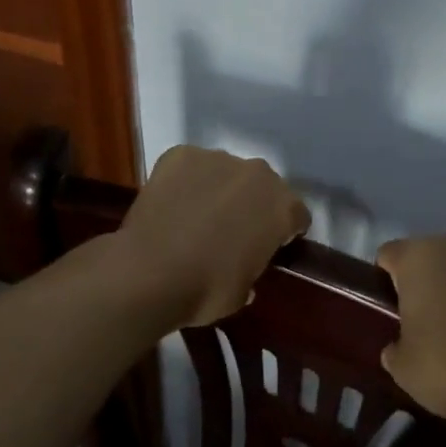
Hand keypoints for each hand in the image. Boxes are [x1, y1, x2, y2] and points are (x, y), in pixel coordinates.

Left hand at [117, 146, 310, 326]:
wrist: (148, 274)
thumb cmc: (206, 289)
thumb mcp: (243, 292)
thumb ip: (252, 270)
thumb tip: (243, 269)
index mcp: (282, 207)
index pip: (296, 215)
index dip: (284, 231)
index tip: (268, 246)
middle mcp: (257, 174)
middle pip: (263, 186)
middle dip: (252, 204)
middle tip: (231, 230)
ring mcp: (217, 159)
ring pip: (226, 172)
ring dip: (219, 189)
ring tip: (195, 215)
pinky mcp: (181, 154)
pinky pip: (190, 165)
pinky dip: (185, 180)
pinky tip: (172, 204)